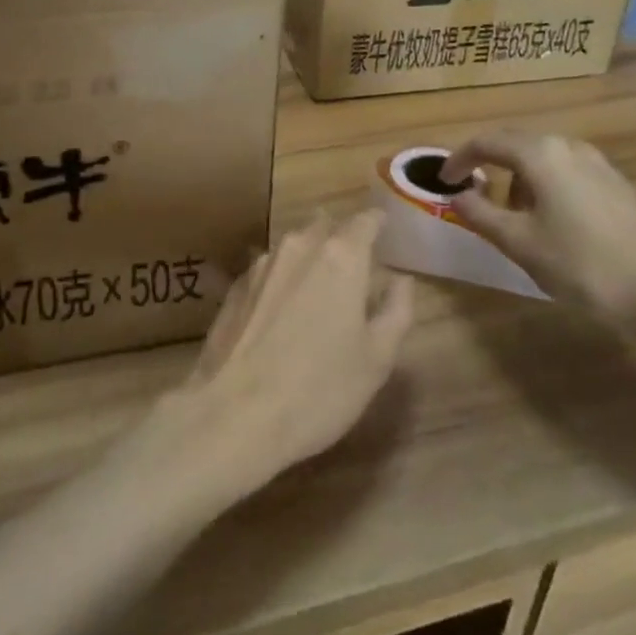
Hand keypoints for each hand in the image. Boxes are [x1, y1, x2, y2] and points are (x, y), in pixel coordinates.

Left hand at [168, 211, 414, 501]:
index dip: (377, 222)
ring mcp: (261, 264)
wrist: (234, 413)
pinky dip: (284, 277)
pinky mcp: (235, 286)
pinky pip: (269, 268)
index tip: (386, 229)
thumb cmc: (319, 389)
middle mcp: (298, 247)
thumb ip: (395, 311)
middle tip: (357, 259)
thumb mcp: (376, 359)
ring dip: (310, 255)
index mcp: (340, 257)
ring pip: (294, 245)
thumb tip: (401, 280)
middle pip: (325, 225)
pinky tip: (285, 307)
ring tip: (321, 283)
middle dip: (342, 235)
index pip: (364, 221)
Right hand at [441, 131, 635, 336]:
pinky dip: (544, 184)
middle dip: (488, 165)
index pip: (486, 143)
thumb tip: (455, 196)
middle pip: (515, 143)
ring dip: (517, 177)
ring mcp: (597, 163)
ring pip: (542, 157)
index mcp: (540, 154)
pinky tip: (549, 220)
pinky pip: (565, 170)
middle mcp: (568, 147)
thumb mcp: (519, 243)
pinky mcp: (615, 183)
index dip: (458, 160)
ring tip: (511, 215)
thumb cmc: (582, 265)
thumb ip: (479, 214)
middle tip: (471, 194)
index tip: (443, 182)